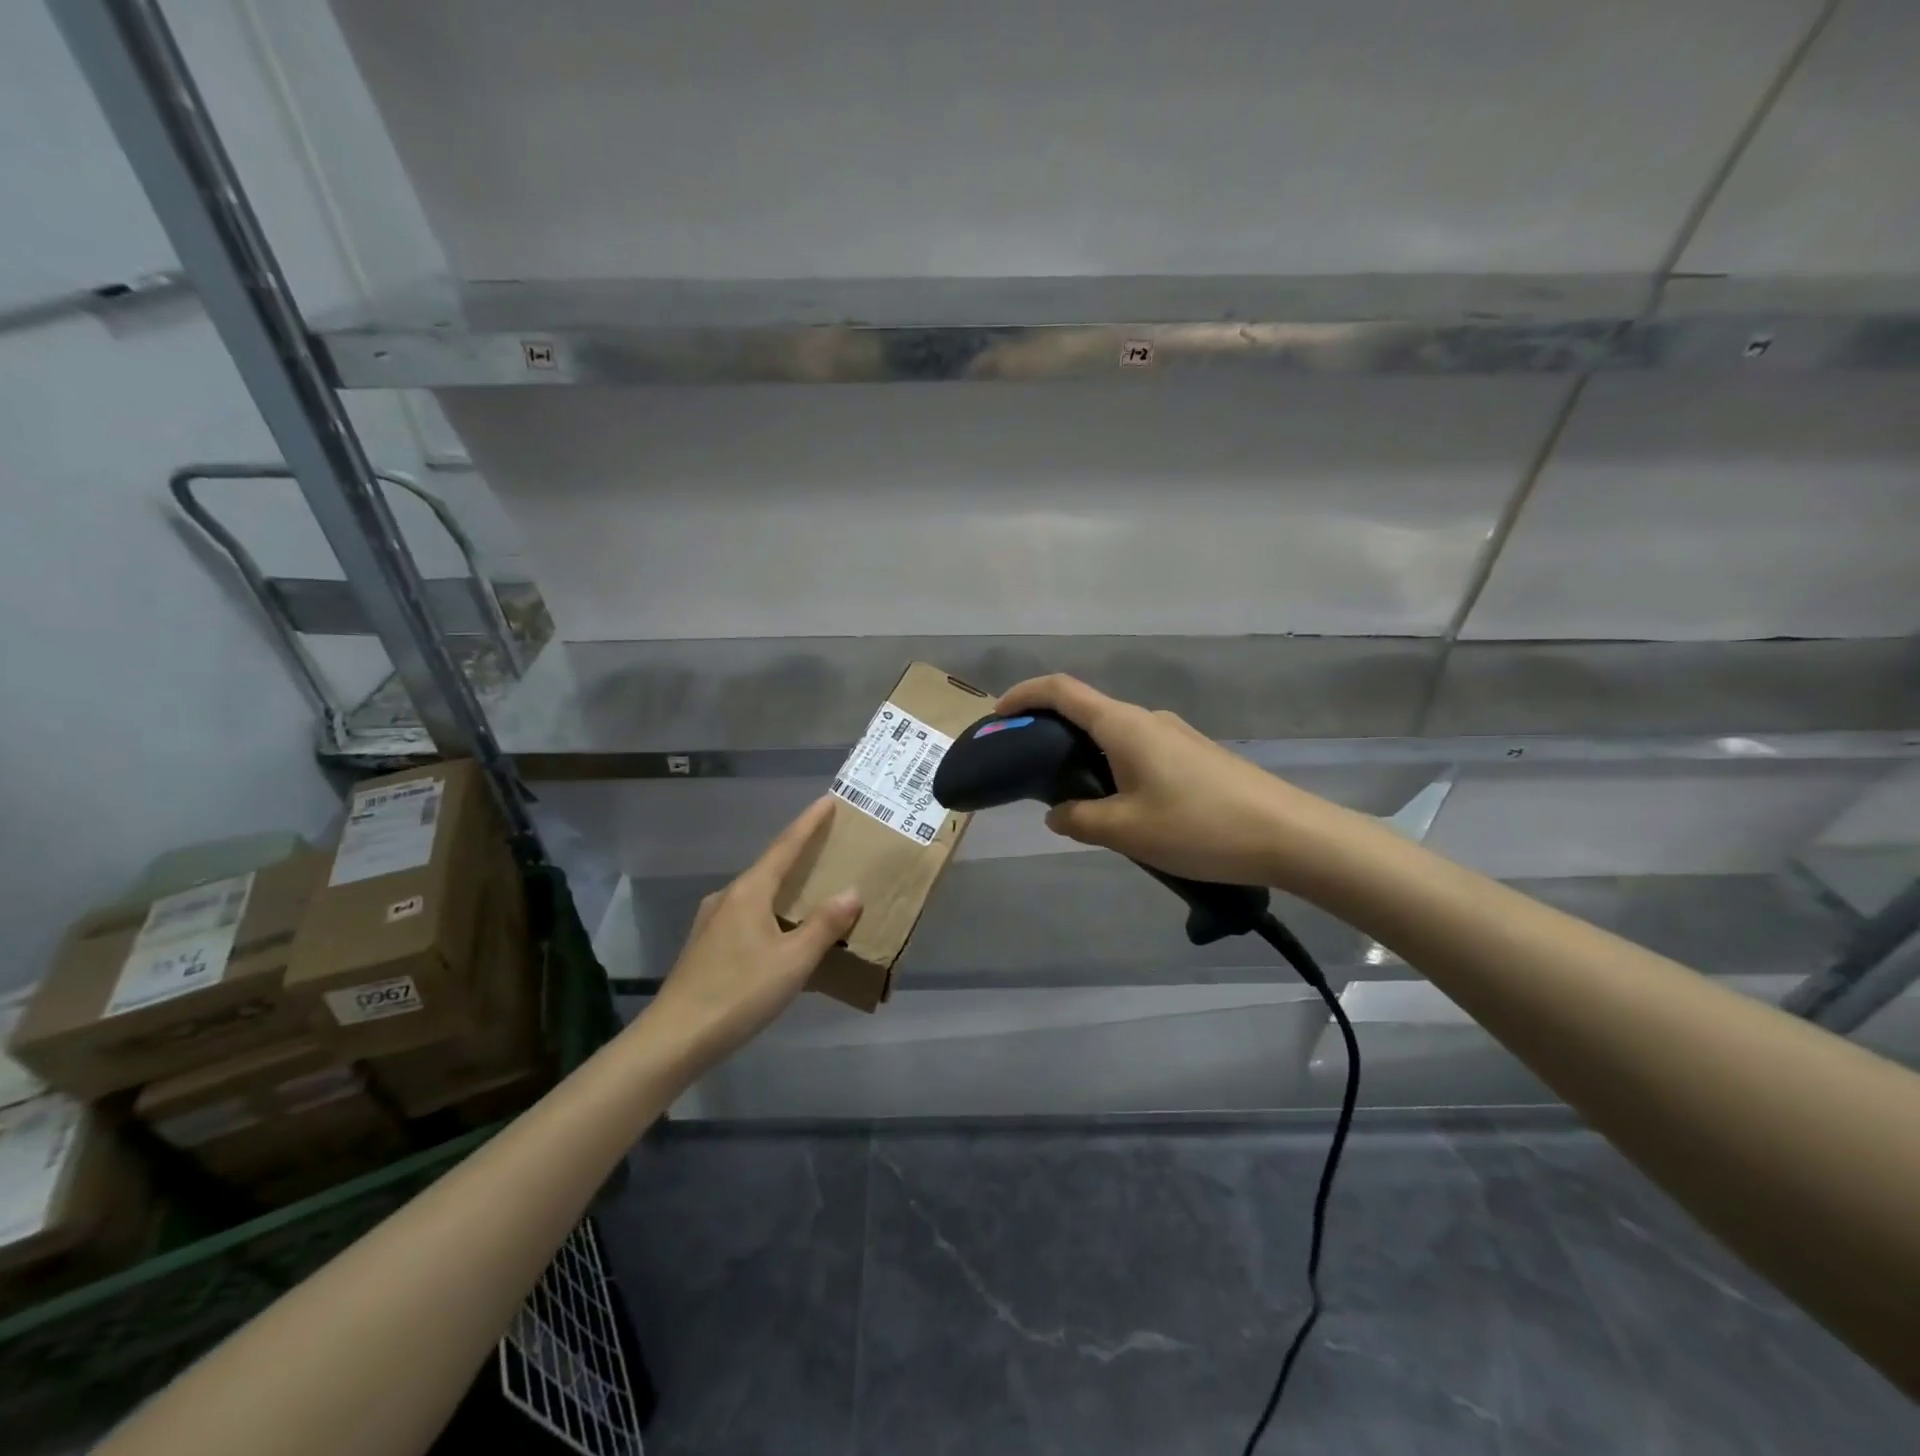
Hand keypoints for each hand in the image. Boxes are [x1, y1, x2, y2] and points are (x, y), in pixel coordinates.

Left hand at [645, 796, 861, 1070]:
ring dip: (786, 889)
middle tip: (830, 848)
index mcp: (749, 892)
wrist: (674, 1039)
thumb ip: (824, 925)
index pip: (785, 846)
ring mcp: (712, 922)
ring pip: (758, 894)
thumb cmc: (738, 993)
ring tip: (812, 893)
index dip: (809, 823)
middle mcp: (728, 897)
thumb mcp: (792, 961)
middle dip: (800, 856)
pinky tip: (782, 935)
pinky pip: (748, 916)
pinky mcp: (706, 946)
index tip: (828, 800)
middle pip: (771, 867)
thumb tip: (851, 892)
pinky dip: (772, 913)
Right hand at [996, 675, 1320, 887]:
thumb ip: (1079, 819)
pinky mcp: (1194, 755)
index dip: (1023, 695)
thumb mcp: (1126, 831)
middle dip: (1049, 732)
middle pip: (1085, 711)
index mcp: (1122, 725)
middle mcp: (1146, 719)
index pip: (1060, 691)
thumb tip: (1056, 813)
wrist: (1288, 835)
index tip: (998, 716)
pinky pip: (1138, 750)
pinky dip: (1113, 767)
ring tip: (1073, 800)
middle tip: (1028, 771)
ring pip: (1113, 735)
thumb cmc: (1199, 826)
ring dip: (1084, 756)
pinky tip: (1121, 809)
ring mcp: (1175, 735)